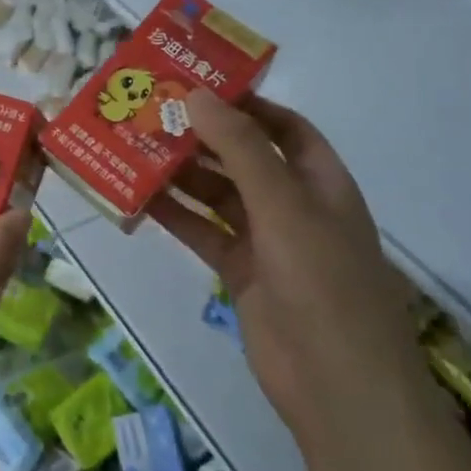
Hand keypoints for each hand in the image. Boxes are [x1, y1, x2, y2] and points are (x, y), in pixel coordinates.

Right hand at [151, 91, 430, 454]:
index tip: (196, 85)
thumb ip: (240, 149)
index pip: (283, 127)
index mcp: (320, 181)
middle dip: (201, 137)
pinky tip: (137, 199)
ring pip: (216, 195)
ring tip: (133, 148)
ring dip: (180, 174)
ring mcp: (265, 241)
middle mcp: (293, 205)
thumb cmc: (322, 282)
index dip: (245, 104)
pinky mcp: (239, 272)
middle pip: (243, 158)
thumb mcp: (284, 205)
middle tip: (150, 113)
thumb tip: (196, 95)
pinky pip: (202, 233)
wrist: (336, 385)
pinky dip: (173, 216)